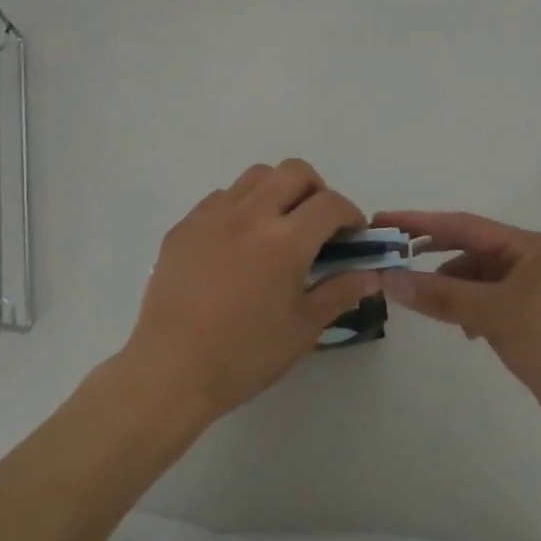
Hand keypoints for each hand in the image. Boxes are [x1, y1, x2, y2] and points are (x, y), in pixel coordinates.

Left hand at [118, 161, 380, 426]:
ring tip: (278, 226)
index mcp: (285, 241)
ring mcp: (213, 215)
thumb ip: (339, 292)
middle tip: (317, 224)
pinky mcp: (185, 224)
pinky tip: (238, 242)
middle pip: (294, 171)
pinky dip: (241, 207)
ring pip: (256, 176)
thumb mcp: (303, 330)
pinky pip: (221, 197)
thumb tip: (370, 273)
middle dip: (316, 190)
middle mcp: (250, 214)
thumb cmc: (244, 355)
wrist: (171, 369)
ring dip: (278, 191)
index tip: (352, 235)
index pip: (330, 204)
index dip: (350, 214)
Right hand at [376, 210, 540, 457]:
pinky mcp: (535, 324)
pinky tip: (461, 328)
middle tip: (392, 254)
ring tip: (422, 297)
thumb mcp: (495, 315)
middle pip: (472, 248)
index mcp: (532, 247)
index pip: (465, 226)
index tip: (384, 220)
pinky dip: (469, 308)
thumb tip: (389, 277)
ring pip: (479, 278)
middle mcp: (534, 262)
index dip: (422, 222)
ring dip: (450, 285)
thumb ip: (441, 294)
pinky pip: (490, 303)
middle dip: (433, 251)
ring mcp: (537, 294)